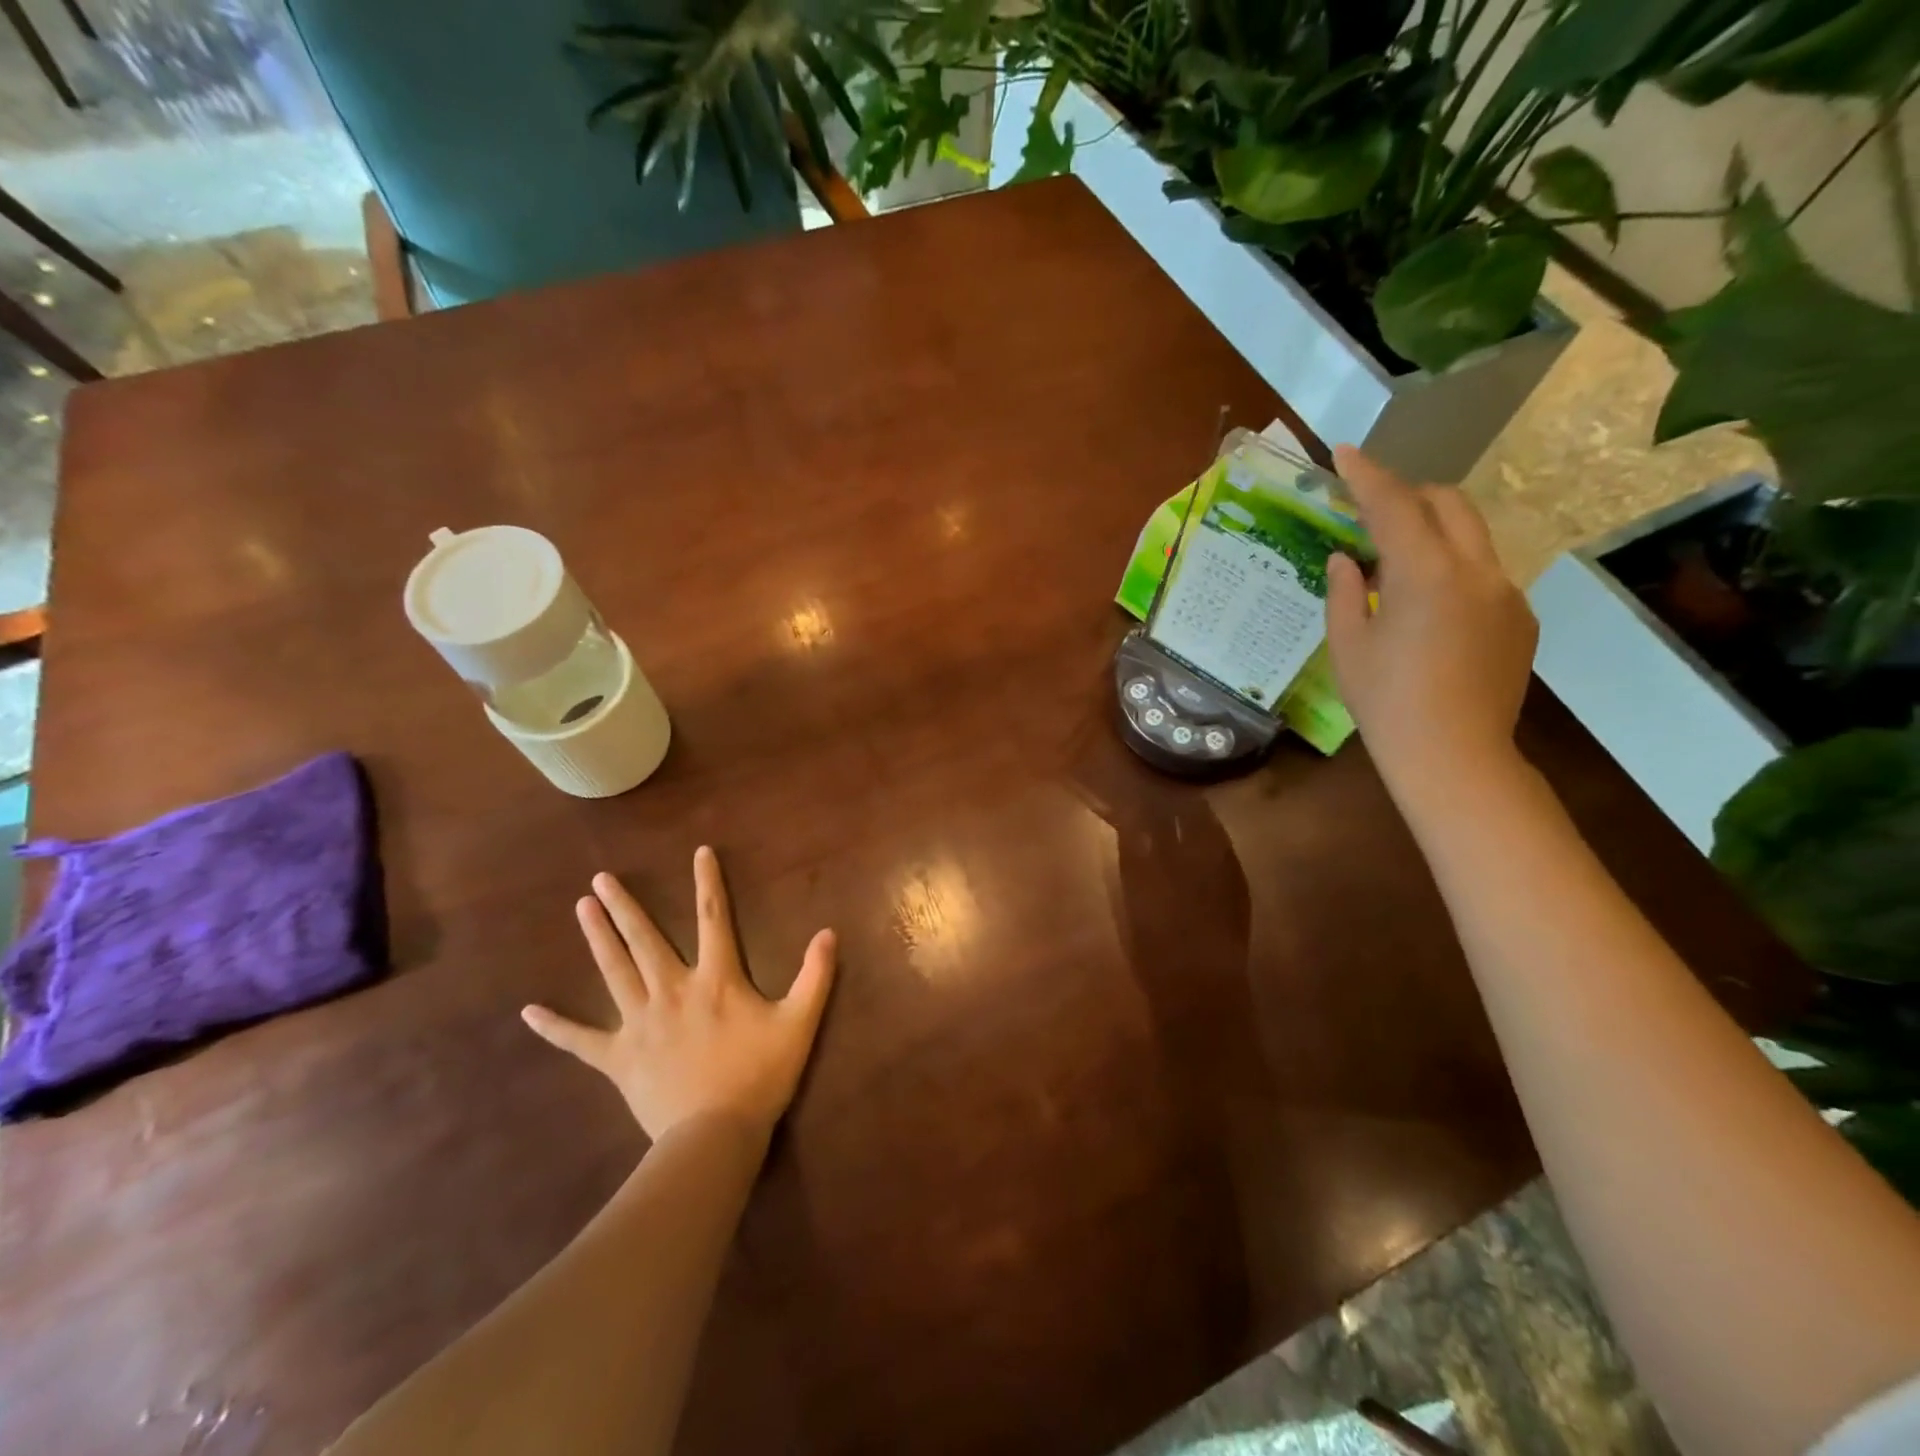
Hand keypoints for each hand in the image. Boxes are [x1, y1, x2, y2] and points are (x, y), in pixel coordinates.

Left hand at [521, 848, 837, 1140]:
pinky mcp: (618, 1057)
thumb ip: (815, 976)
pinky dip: (556, 1027)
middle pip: (645, 939)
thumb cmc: (760, 1076)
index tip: (699, 852)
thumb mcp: (799, 1023)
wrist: (715, 1135)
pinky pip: (581, 1040)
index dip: (708, 882)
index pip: (713, 918)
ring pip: (614, 972)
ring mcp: (640, 1023)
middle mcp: (672, 990)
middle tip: (601, 879)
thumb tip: (829, 932)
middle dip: (624, 907)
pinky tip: (529, 1012)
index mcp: (716, 979)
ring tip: (581, 908)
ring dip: (597, 938)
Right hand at [1324, 446, 1537, 798]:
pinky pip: (1484, 572)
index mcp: (1425, 574)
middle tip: (1371, 510)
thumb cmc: (1385, 702)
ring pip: (1471, 535)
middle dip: (1409, 494)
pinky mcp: (1521, 617)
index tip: (1346, 452)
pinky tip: (1428, 609)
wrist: (1454, 755)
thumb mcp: (1348, 646)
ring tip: (1396, 564)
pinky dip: (1452, 569)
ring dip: (1433, 531)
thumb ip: (1345, 592)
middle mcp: (1476, 569)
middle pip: (1448, 503)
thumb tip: (1347, 560)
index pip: (1394, 505)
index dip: (1367, 476)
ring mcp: (1507, 592)